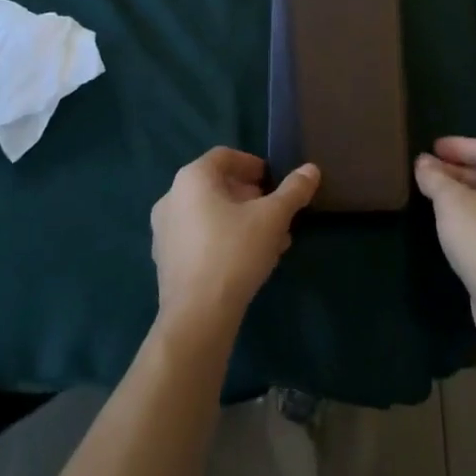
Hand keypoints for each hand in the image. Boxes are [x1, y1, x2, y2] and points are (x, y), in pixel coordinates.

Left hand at [151, 148, 319, 340]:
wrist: (197, 318)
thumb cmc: (234, 252)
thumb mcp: (273, 218)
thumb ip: (293, 191)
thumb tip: (311, 169)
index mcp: (192, 178)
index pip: (225, 156)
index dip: (253, 165)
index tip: (274, 182)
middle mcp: (172, 197)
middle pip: (217, 186)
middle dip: (251, 197)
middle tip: (276, 213)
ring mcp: (164, 231)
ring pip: (210, 215)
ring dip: (241, 220)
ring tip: (271, 240)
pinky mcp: (165, 262)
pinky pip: (199, 238)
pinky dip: (224, 240)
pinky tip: (249, 261)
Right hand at [414, 137, 475, 337]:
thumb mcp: (451, 202)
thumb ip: (435, 177)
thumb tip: (423, 162)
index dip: (458, 145)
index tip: (432, 147)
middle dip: (459, 171)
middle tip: (431, 171)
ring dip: (465, 195)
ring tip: (438, 196)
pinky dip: (475, 217)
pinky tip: (455, 226)